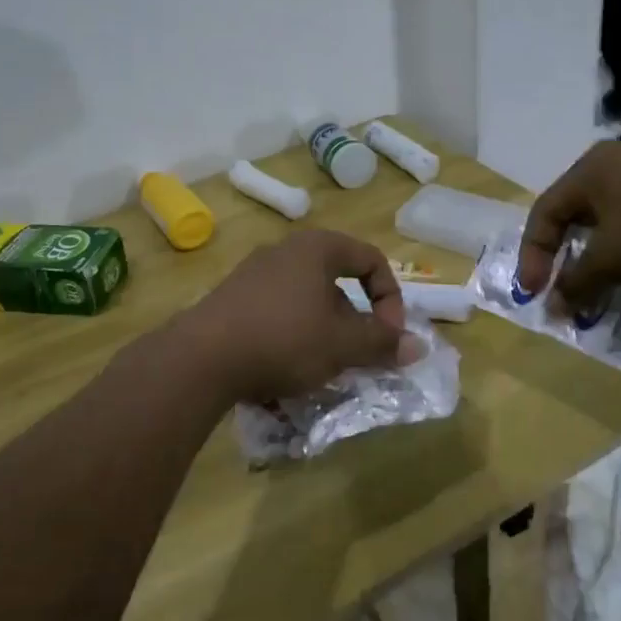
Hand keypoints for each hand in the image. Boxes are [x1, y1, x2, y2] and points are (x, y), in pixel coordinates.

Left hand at [175, 230, 422, 403]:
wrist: (201, 358)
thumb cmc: (284, 339)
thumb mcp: (342, 345)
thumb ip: (383, 342)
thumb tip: (418, 346)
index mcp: (317, 248)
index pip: (371, 259)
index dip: (390, 297)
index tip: (389, 334)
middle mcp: (284, 251)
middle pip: (337, 281)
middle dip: (355, 321)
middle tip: (358, 355)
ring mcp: (253, 274)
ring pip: (306, 301)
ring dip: (324, 333)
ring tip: (323, 369)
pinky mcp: (231, 300)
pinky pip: (277, 315)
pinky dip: (292, 338)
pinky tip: (286, 372)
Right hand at [516, 144, 620, 307]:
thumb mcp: (613, 259)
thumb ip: (577, 283)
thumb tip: (553, 306)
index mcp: (589, 170)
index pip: (544, 213)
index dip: (533, 255)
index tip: (535, 293)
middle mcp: (614, 165)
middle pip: (575, 217)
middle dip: (567, 260)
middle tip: (565, 291)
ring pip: (608, 224)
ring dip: (600, 261)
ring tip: (602, 291)